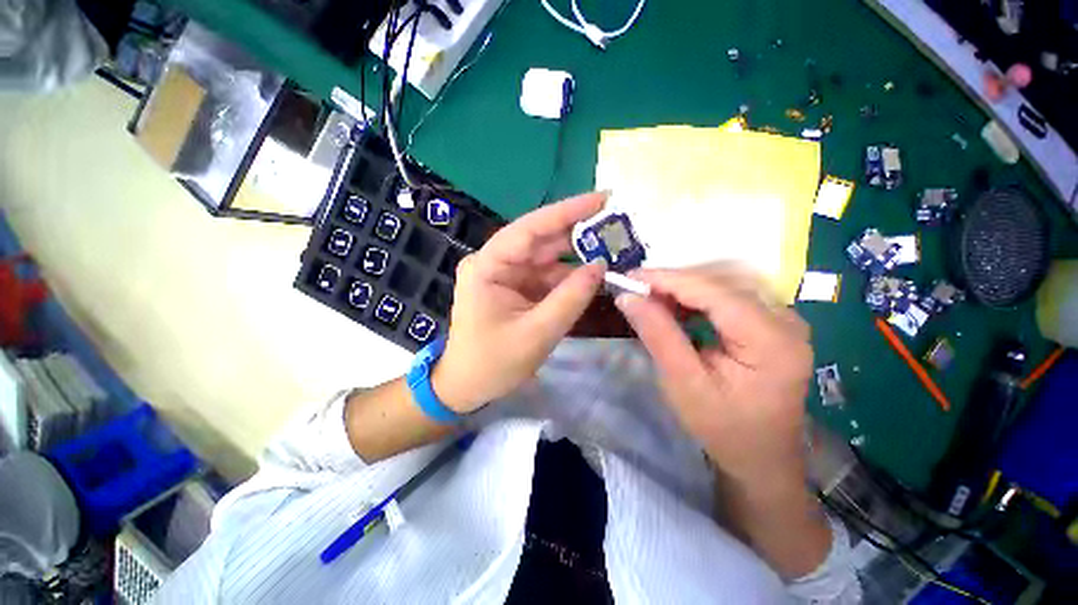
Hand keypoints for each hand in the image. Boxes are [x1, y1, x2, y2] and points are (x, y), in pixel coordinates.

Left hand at [432, 193, 607, 412]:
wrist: (468, 387)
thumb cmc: (494, 363)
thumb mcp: (537, 333)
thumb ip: (571, 297)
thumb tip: (601, 265)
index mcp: (488, 266)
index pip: (530, 228)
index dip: (567, 211)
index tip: (603, 199)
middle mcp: (495, 263)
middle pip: (541, 240)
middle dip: (578, 233)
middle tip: (617, 224)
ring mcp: (506, 275)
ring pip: (547, 258)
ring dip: (577, 255)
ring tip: (613, 248)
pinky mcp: (516, 288)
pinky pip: (547, 276)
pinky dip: (569, 277)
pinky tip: (594, 274)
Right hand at [615, 266, 813, 487]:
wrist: (762, 458)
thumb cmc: (724, 429)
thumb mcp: (684, 385)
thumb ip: (658, 335)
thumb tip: (628, 298)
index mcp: (772, 340)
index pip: (713, 292)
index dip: (667, 279)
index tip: (629, 278)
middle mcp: (786, 320)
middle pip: (721, 283)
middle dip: (673, 283)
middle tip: (635, 291)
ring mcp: (784, 319)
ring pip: (724, 285)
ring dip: (683, 289)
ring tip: (649, 298)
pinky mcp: (773, 323)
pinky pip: (729, 297)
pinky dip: (697, 298)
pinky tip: (675, 307)